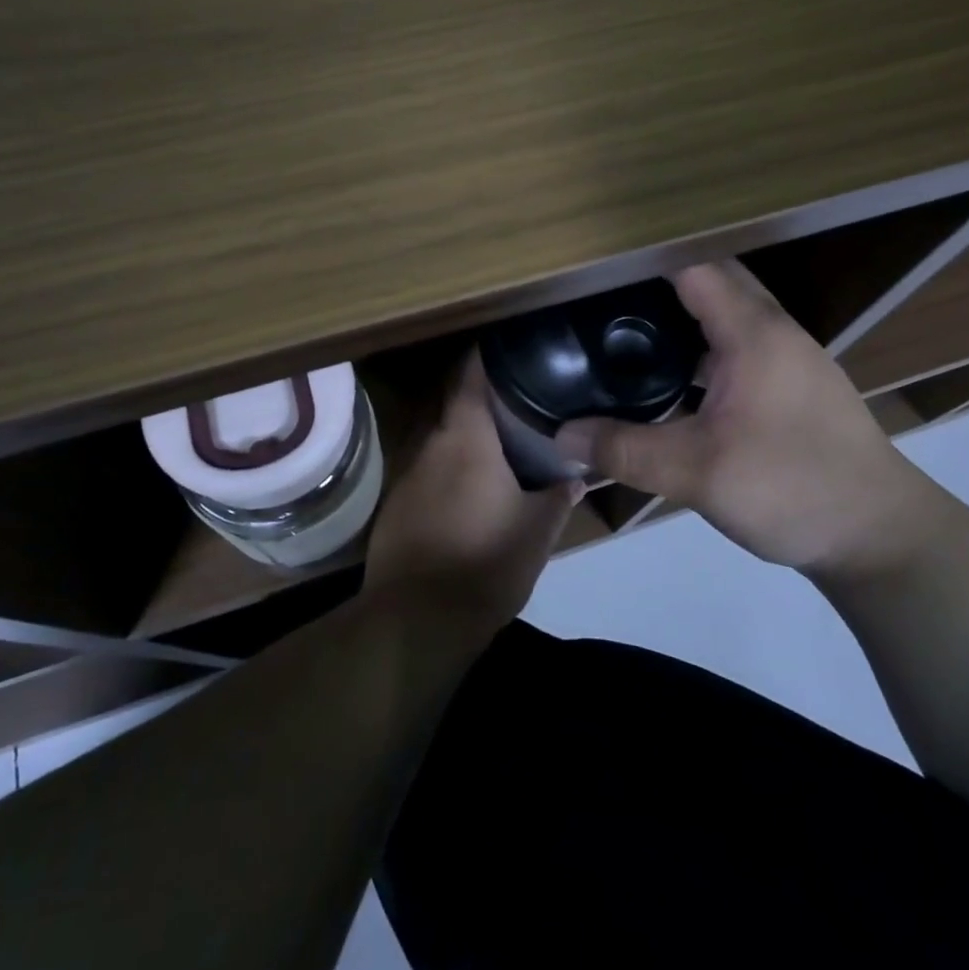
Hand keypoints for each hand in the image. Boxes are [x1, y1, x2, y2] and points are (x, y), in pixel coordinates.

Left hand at [364, 354, 581, 634]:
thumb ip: (557, 497)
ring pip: (438, 440)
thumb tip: (575, 477)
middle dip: (479, 399)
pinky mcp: (393, 506)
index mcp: (466, 438)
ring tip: (494, 446)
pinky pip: (425, 473)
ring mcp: (406, 475)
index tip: (506, 348)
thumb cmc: (485, 562)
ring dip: (462, 438)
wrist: (416, 621)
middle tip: (514, 401)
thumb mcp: (537, 532)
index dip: (485, 356)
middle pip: (453, 405)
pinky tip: (464, 492)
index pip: (470, 377)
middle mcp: (430, 445)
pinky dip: (445, 471)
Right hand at [554, 261, 946, 580]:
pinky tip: (671, 377)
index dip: (644, 258)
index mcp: (753, 332)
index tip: (595, 263)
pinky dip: (701, 346)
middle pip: (712, 282)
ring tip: (625, 326)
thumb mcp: (698, 474)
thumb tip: (562, 436)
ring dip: (682, 313)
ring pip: (727, 314)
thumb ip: (625, 450)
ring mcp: (788, 359)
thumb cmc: (792, 488)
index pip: (693, 266)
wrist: (880, 536)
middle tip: (601, 295)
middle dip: (659, 280)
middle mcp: (774, 331)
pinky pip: (738, 345)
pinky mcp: (792, 387)